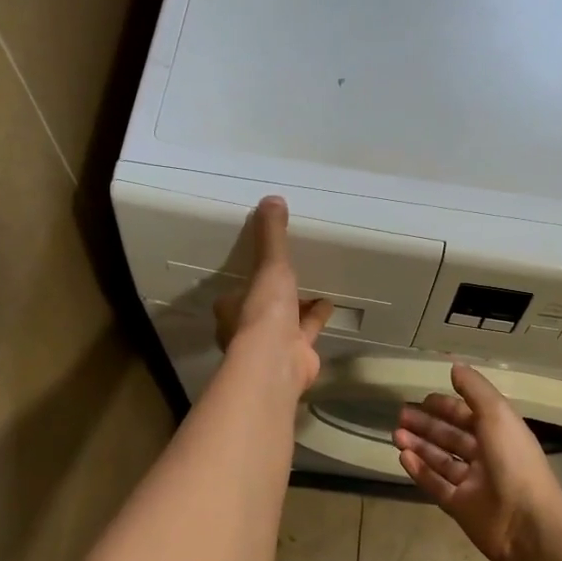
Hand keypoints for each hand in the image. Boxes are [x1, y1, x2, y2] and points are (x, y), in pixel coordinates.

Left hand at [212, 196, 332, 392]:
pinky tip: (330, 305)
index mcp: (231, 308)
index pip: (236, 293)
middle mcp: (246, 329)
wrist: (277, 362)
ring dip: (297, 308)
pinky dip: (316, 319)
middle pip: (260, 309)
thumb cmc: (264, 312)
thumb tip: (271, 199)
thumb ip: (271, 235)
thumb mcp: (269, 266)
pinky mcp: (295, 357)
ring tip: (315, 287)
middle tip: (289, 277)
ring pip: (285, 323)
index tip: (259, 267)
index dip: (247, 281)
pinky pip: (307, 333)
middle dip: (274, 297)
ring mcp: (271, 347)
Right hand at [393, 363, 561, 560]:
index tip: (422, 399)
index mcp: (499, 433)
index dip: (446, 406)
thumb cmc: (514, 461)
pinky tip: (403, 457)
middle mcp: (486, 456)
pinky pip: (436, 485)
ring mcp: (472, 483)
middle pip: (451, 437)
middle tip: (400, 416)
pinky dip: (419, 471)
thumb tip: (454, 366)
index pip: (469, 415)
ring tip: (396, 435)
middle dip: (427, 425)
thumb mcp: (497, 414)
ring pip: (441, 460)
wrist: (526, 522)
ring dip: (419, 445)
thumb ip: (474, 390)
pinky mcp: (460, 507)